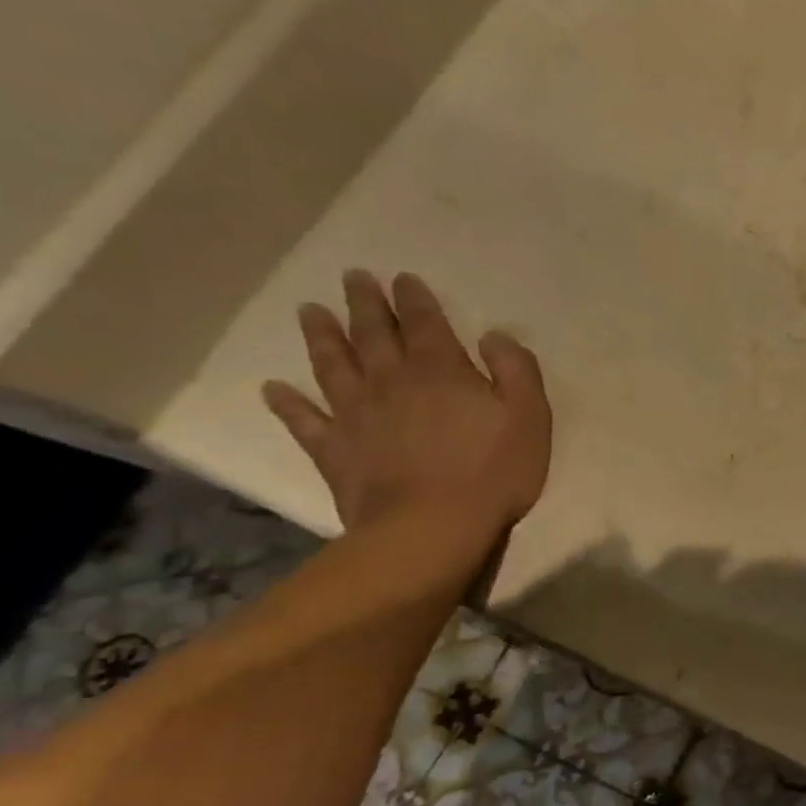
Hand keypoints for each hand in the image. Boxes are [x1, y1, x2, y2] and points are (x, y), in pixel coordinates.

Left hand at [262, 271, 551, 535]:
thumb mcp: (530, 416)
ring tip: (310, 311)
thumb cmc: (494, 471)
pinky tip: (274, 389)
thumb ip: (516, 370)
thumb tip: (493, 336)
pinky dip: (287, 403)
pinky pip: (305, 420)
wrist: (432, 527)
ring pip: (333, 365)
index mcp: (441, 371)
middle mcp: (392, 381)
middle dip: (364, 304)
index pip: (424, 323)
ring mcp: (356, 415)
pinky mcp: (335, 450)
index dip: (414, 299)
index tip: (402, 278)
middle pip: (373, 334)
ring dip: (321, 336)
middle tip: (353, 277)